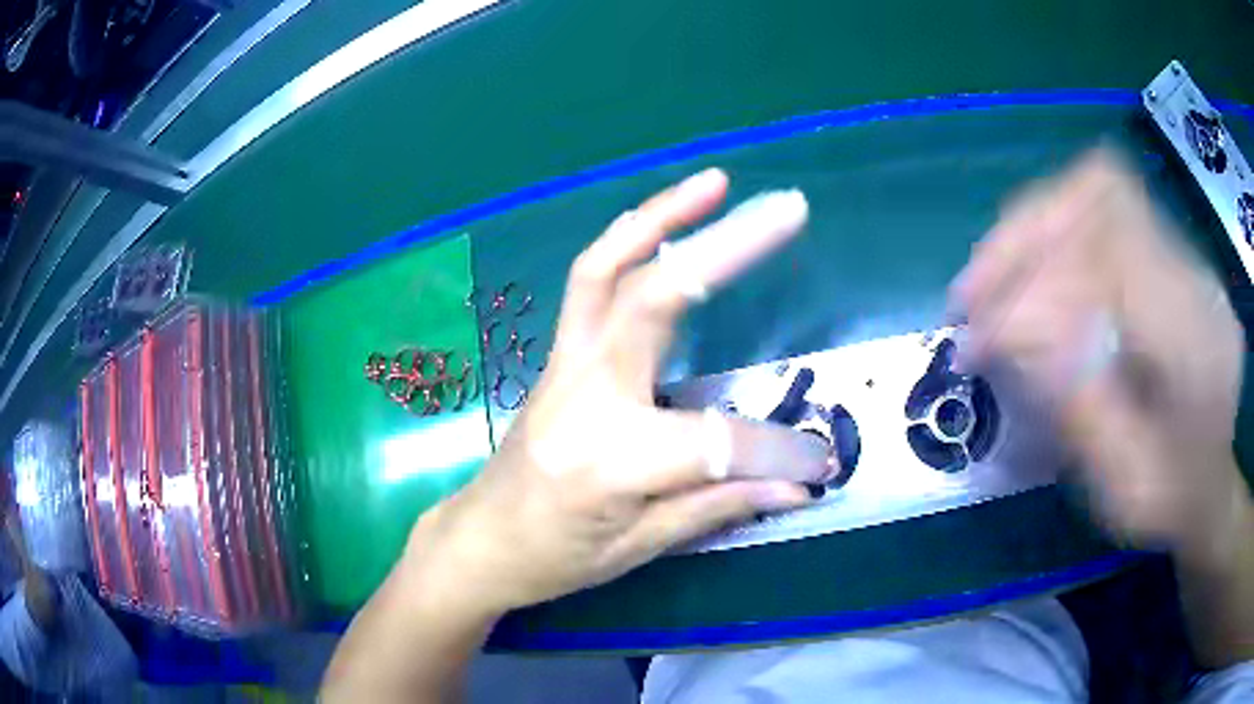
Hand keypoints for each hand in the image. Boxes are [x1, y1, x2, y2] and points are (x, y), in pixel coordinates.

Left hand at [404, 168, 831, 615]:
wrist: (483, 538)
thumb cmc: (556, 556)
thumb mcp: (642, 546)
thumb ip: (722, 503)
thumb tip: (802, 482)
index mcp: (609, 460)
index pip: (717, 441)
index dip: (777, 452)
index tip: (818, 459)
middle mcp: (584, 395)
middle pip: (656, 302)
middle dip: (727, 249)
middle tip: (788, 208)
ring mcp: (564, 365)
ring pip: (606, 270)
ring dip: (662, 217)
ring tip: (715, 183)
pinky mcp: (559, 353)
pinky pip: (589, 283)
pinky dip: (627, 242)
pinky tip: (664, 224)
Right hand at [950, 149, 1246, 553]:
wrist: (1210, 485)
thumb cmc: (1167, 501)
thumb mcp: (1123, 484)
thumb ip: (1079, 405)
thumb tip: (1009, 331)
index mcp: (1195, 343)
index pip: (1107, 259)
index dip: (1035, 285)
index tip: (979, 336)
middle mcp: (1194, 277)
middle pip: (1100, 196)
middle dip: (1024, 237)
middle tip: (970, 295)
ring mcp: (1186, 255)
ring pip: (1098, 189)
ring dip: (1034, 228)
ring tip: (989, 282)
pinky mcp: (1172, 252)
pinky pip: (1106, 208)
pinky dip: (1056, 231)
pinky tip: (1034, 275)